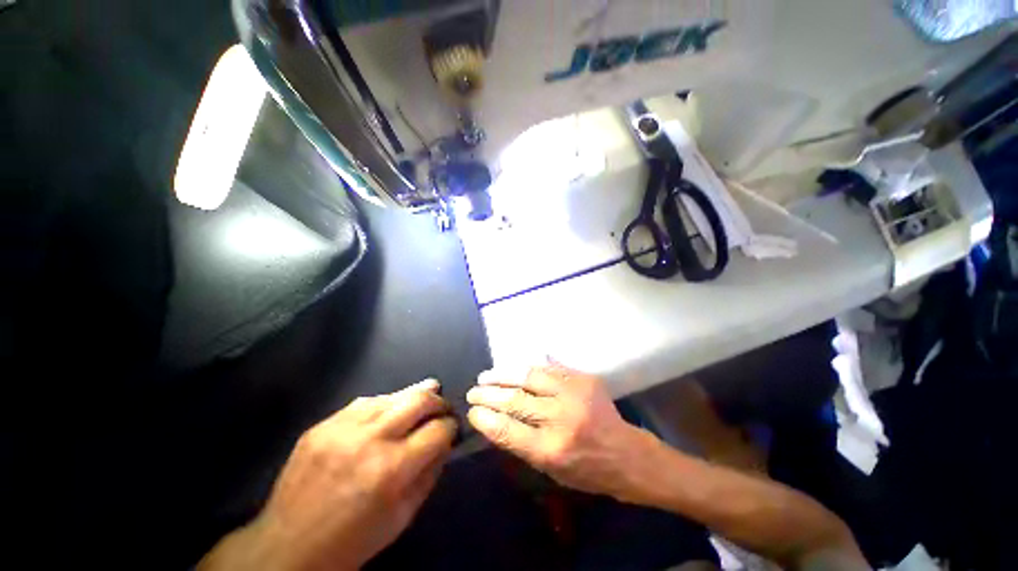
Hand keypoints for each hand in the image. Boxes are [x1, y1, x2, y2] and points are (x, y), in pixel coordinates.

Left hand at [199, 379, 456, 570]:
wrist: (287, 548)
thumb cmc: (353, 541)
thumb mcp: (404, 516)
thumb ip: (430, 472)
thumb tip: (446, 440)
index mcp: (392, 470)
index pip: (438, 429)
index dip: (451, 426)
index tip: (452, 428)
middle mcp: (370, 440)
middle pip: (419, 400)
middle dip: (438, 401)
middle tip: (443, 407)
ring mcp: (342, 428)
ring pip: (393, 395)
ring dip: (414, 395)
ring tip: (427, 395)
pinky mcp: (322, 425)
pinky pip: (365, 402)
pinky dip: (385, 403)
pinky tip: (391, 407)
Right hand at [466, 363, 655, 500]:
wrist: (627, 454)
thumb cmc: (587, 471)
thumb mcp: (551, 471)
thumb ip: (522, 444)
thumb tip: (495, 420)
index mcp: (552, 450)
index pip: (507, 430)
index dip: (485, 418)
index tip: (471, 411)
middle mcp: (561, 418)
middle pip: (515, 400)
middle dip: (488, 395)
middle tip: (473, 392)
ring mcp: (574, 393)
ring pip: (528, 377)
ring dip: (503, 375)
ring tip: (486, 376)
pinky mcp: (583, 379)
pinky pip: (548, 368)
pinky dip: (527, 369)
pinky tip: (513, 370)